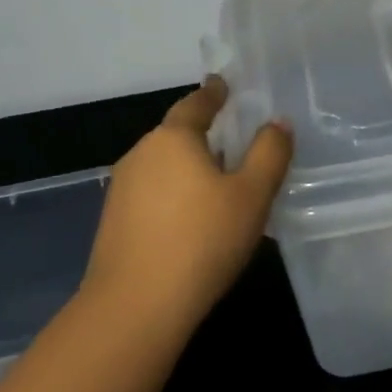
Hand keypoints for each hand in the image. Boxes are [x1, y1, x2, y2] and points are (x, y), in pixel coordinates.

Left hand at [80, 78, 292, 343]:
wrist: (135, 308)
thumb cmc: (202, 240)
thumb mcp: (252, 194)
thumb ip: (269, 153)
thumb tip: (277, 122)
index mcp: (173, 138)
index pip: (197, 104)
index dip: (214, 92)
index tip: (222, 83)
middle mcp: (142, 154)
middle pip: (177, 134)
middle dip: (204, 133)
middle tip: (234, 139)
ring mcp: (122, 189)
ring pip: (164, 165)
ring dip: (190, 166)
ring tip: (219, 181)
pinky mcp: (114, 222)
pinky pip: (153, 192)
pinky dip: (175, 193)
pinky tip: (193, 217)